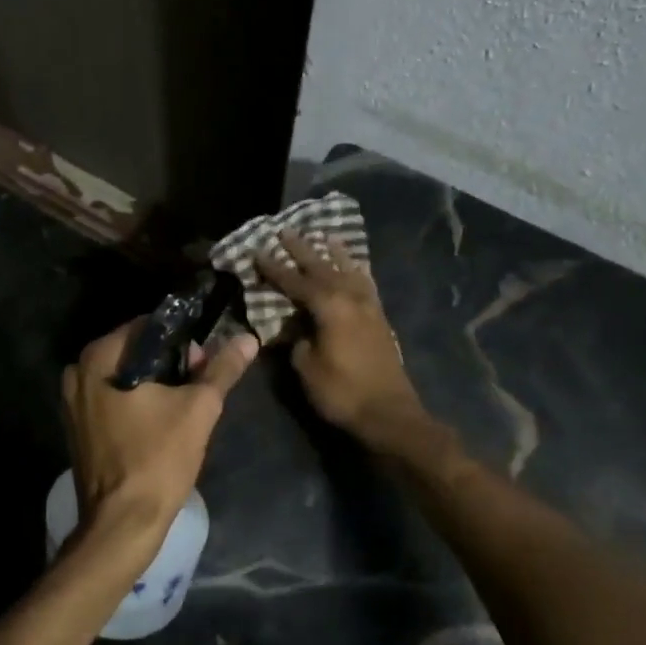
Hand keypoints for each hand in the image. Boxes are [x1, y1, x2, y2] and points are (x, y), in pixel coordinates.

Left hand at [60, 320, 258, 563]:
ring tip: (184, 406)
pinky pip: (112, 400)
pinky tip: (160, 423)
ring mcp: (72, 403)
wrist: (121, 523)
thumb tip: (248, 338)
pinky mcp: (77, 428)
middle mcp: (77, 373)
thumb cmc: (158, 459)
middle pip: (134, 351)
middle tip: (199, 385)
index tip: (204, 360)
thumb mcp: (198, 409)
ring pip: (124, 377)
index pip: (148, 326)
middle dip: (169, 363)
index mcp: (98, 358)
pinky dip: (136, 403)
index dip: (182, 338)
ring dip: (155, 384)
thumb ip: (222, 369)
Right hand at [254, 231, 424, 448]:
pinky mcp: (380, 320)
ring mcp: (369, 307)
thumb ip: (297, 340)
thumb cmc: (342, 392)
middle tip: (286, 231)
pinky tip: (356, 268)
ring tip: (326, 236)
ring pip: (349, 271)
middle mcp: (350, 299)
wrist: (389, 413)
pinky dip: (358, 272)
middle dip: (302, 249)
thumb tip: (294, 327)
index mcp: (329, 307)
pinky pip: (366, 285)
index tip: (257, 252)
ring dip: (335, 254)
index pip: (295, 281)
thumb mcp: (306, 367)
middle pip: (323, 267)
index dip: (274, 268)